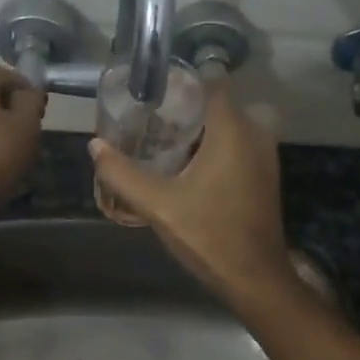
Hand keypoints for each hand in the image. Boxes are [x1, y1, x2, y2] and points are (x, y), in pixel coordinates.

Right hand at [90, 86, 298, 306]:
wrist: (254, 278)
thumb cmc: (209, 234)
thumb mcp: (158, 205)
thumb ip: (123, 173)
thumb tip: (95, 145)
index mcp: (233, 131)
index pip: (211, 83)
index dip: (181, 82)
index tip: (152, 90)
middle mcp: (255, 134)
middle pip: (218, 103)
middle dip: (186, 106)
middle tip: (150, 116)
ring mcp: (264, 155)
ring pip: (229, 124)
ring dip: (200, 127)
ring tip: (162, 137)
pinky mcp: (264, 174)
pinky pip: (238, 142)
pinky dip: (215, 144)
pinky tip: (186, 163)